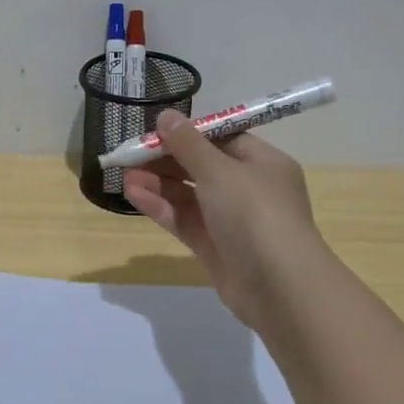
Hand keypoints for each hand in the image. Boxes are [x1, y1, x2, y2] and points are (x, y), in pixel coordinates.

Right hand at [123, 110, 319, 333]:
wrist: (280, 288)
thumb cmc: (255, 215)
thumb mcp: (219, 171)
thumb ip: (188, 144)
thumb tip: (166, 116)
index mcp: (262, 163)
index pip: (222, 139)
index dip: (187, 133)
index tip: (154, 131)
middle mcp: (249, 189)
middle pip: (201, 166)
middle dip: (165, 159)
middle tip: (129, 154)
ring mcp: (231, 221)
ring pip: (189, 195)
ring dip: (157, 183)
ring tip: (124, 174)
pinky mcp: (215, 247)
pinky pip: (185, 220)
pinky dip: (161, 206)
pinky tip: (133, 195)